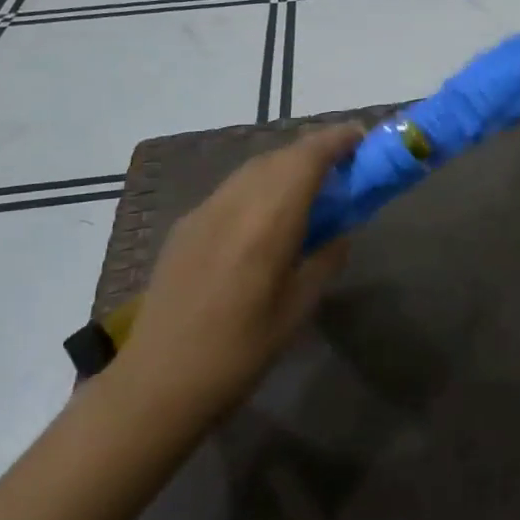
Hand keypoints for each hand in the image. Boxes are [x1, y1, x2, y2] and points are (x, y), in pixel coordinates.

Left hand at [108, 124, 362, 430]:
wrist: (158, 382)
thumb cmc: (239, 353)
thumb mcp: (297, 309)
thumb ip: (324, 260)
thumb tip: (340, 232)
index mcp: (267, 223)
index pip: (306, 159)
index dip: (336, 140)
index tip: (361, 138)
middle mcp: (233, 204)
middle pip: (279, 156)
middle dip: (314, 150)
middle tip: (344, 164)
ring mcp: (203, 212)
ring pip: (253, 168)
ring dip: (286, 164)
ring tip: (311, 185)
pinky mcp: (185, 227)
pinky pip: (232, 189)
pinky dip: (260, 184)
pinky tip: (267, 213)